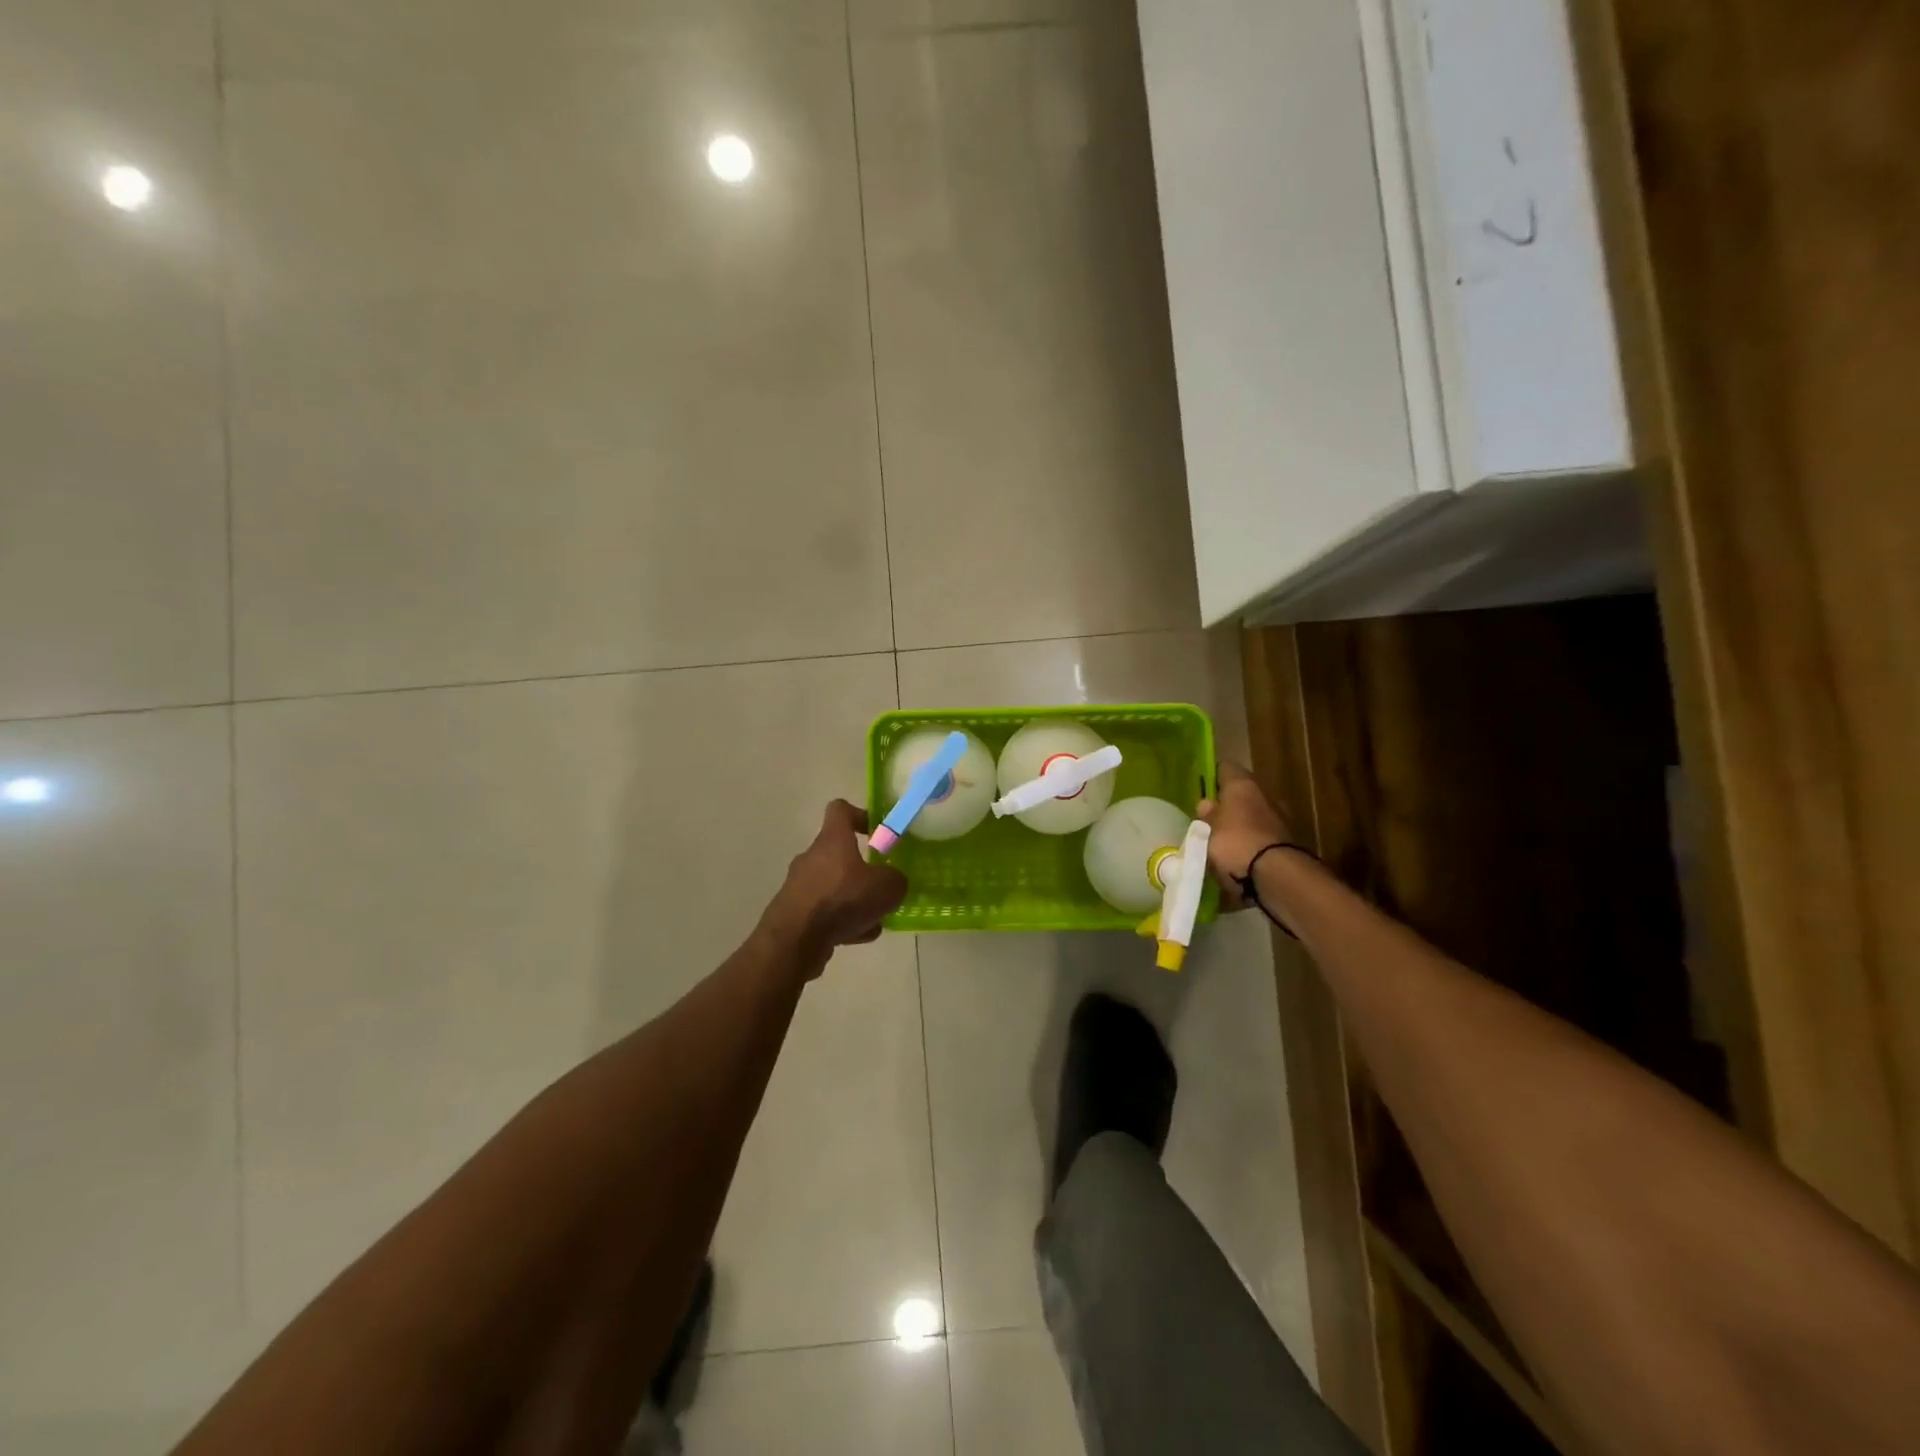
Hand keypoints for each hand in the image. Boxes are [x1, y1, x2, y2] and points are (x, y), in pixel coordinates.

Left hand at [762, 801, 908, 972]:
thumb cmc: (842, 900)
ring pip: (834, 886)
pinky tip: (858, 936)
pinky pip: (824, 911)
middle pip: (839, 853)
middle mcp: (812, 857)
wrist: (795, 940)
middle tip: (882, 885)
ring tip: (875, 919)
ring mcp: (800, 885)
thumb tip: (894, 881)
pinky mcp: (794, 912)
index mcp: (832, 839)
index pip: (840, 810)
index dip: (860, 815)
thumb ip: (896, 880)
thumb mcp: (886, 887)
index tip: (877, 831)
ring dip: (854, 899)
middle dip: (862, 869)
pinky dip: (841, 920)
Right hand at [1196, 763, 1296, 909]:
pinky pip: (1261, 837)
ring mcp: (1279, 819)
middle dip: (1228, 804)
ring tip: (1221, 841)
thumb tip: (1206, 804)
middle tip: (1209, 818)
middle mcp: (1264, 795)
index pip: (1225, 769)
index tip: (1201, 787)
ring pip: (1253, 815)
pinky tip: (1238, 856)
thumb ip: (1207, 816)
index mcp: (1243, 785)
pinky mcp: (1286, 843)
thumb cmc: (1235, 843)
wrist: (1276, 876)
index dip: (1213, 776)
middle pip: (1242, 793)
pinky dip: (1251, 843)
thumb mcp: (1208, 830)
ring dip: (1241, 824)